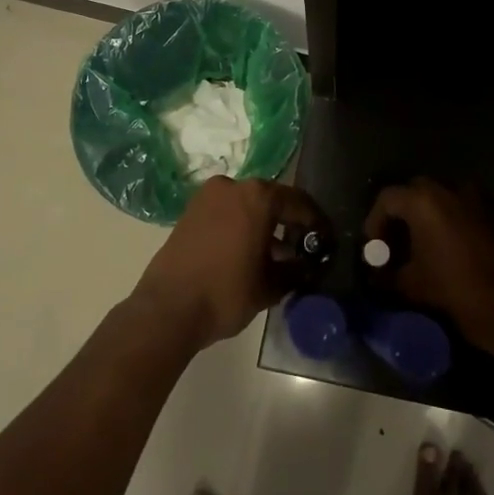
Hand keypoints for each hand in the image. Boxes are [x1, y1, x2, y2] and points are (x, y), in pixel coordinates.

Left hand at [133, 177, 319, 349]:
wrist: (167, 309)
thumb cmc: (226, 293)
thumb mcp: (270, 286)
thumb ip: (295, 270)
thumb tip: (308, 266)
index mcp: (258, 196)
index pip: (299, 202)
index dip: (316, 222)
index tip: (326, 239)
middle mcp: (233, 186)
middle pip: (272, 199)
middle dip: (289, 222)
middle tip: (304, 246)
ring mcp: (208, 196)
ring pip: (247, 205)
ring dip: (264, 225)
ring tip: (278, 255)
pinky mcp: (190, 211)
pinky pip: (227, 212)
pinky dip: (242, 226)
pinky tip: (249, 253)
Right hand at [366, 178, 493, 357]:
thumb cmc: (460, 293)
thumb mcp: (414, 287)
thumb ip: (387, 277)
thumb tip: (375, 276)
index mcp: (425, 200)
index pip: (387, 199)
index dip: (374, 223)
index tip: (372, 249)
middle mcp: (451, 188)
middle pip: (414, 193)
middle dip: (399, 217)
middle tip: (393, 246)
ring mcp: (478, 197)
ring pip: (441, 198)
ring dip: (425, 218)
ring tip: (418, 249)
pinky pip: (462, 208)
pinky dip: (448, 222)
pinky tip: (445, 250)